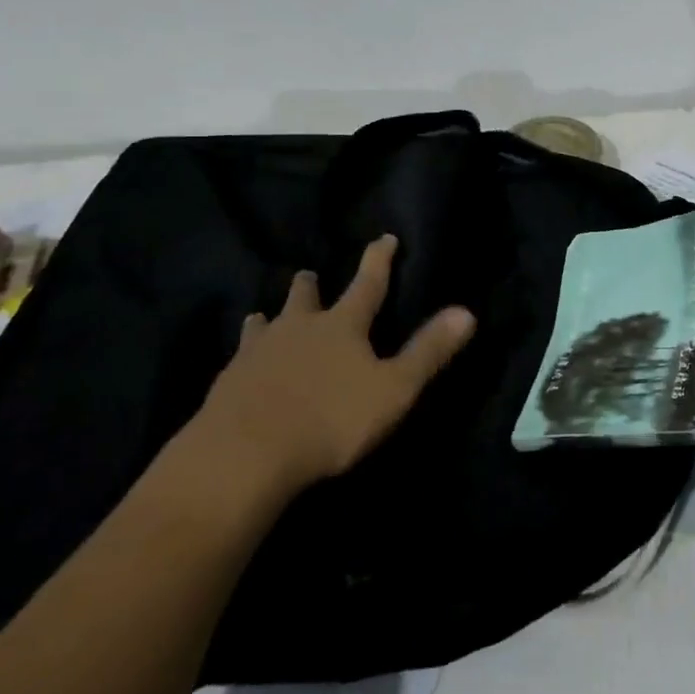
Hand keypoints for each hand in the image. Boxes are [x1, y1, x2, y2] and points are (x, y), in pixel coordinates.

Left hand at [191, 235, 475, 493]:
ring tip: (265, 315)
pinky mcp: (228, 381)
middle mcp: (298, 328)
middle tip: (309, 275)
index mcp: (341, 326)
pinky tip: (240, 364)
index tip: (384, 237)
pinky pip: (239, 357)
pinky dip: (246, 353)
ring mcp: (257, 352)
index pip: (367, 284)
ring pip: (265, 322)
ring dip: (270, 317)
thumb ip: (428, 351)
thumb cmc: (330, 419)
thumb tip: (467, 311)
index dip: (379, 260)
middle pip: (304, 296)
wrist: (244, 456)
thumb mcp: (393, 389)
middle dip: (310, 285)